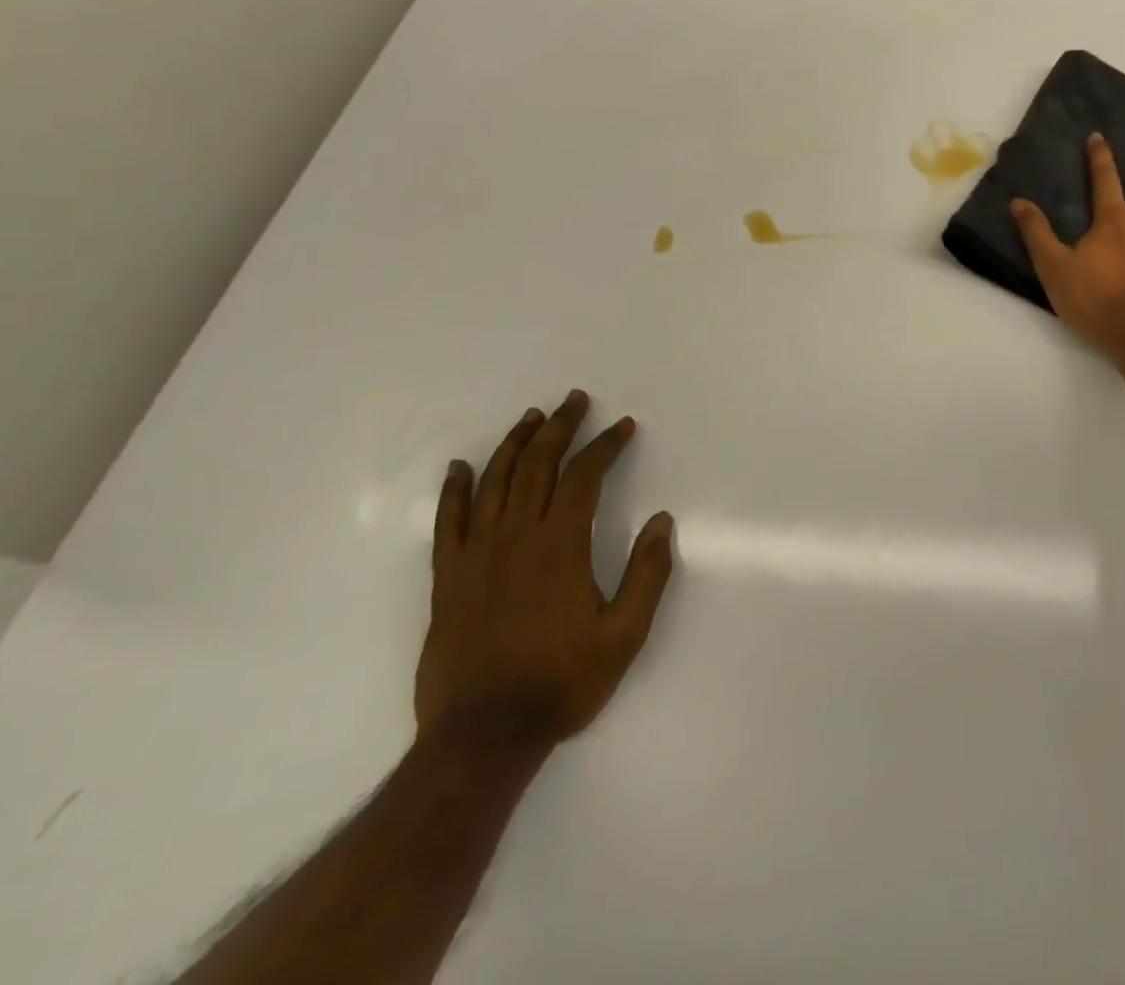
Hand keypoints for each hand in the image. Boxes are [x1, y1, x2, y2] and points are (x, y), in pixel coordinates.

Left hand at [416, 390, 673, 751]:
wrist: (482, 737)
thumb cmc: (562, 682)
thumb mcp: (625, 634)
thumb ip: (647, 574)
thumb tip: (662, 521)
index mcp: (560, 546)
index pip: (583, 477)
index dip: (605, 446)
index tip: (623, 427)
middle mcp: (516, 538)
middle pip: (537, 466)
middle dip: (560, 428)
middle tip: (575, 401)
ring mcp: (476, 557)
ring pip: (494, 483)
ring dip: (515, 445)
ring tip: (531, 418)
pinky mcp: (448, 580)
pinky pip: (448, 523)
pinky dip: (455, 490)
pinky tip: (460, 467)